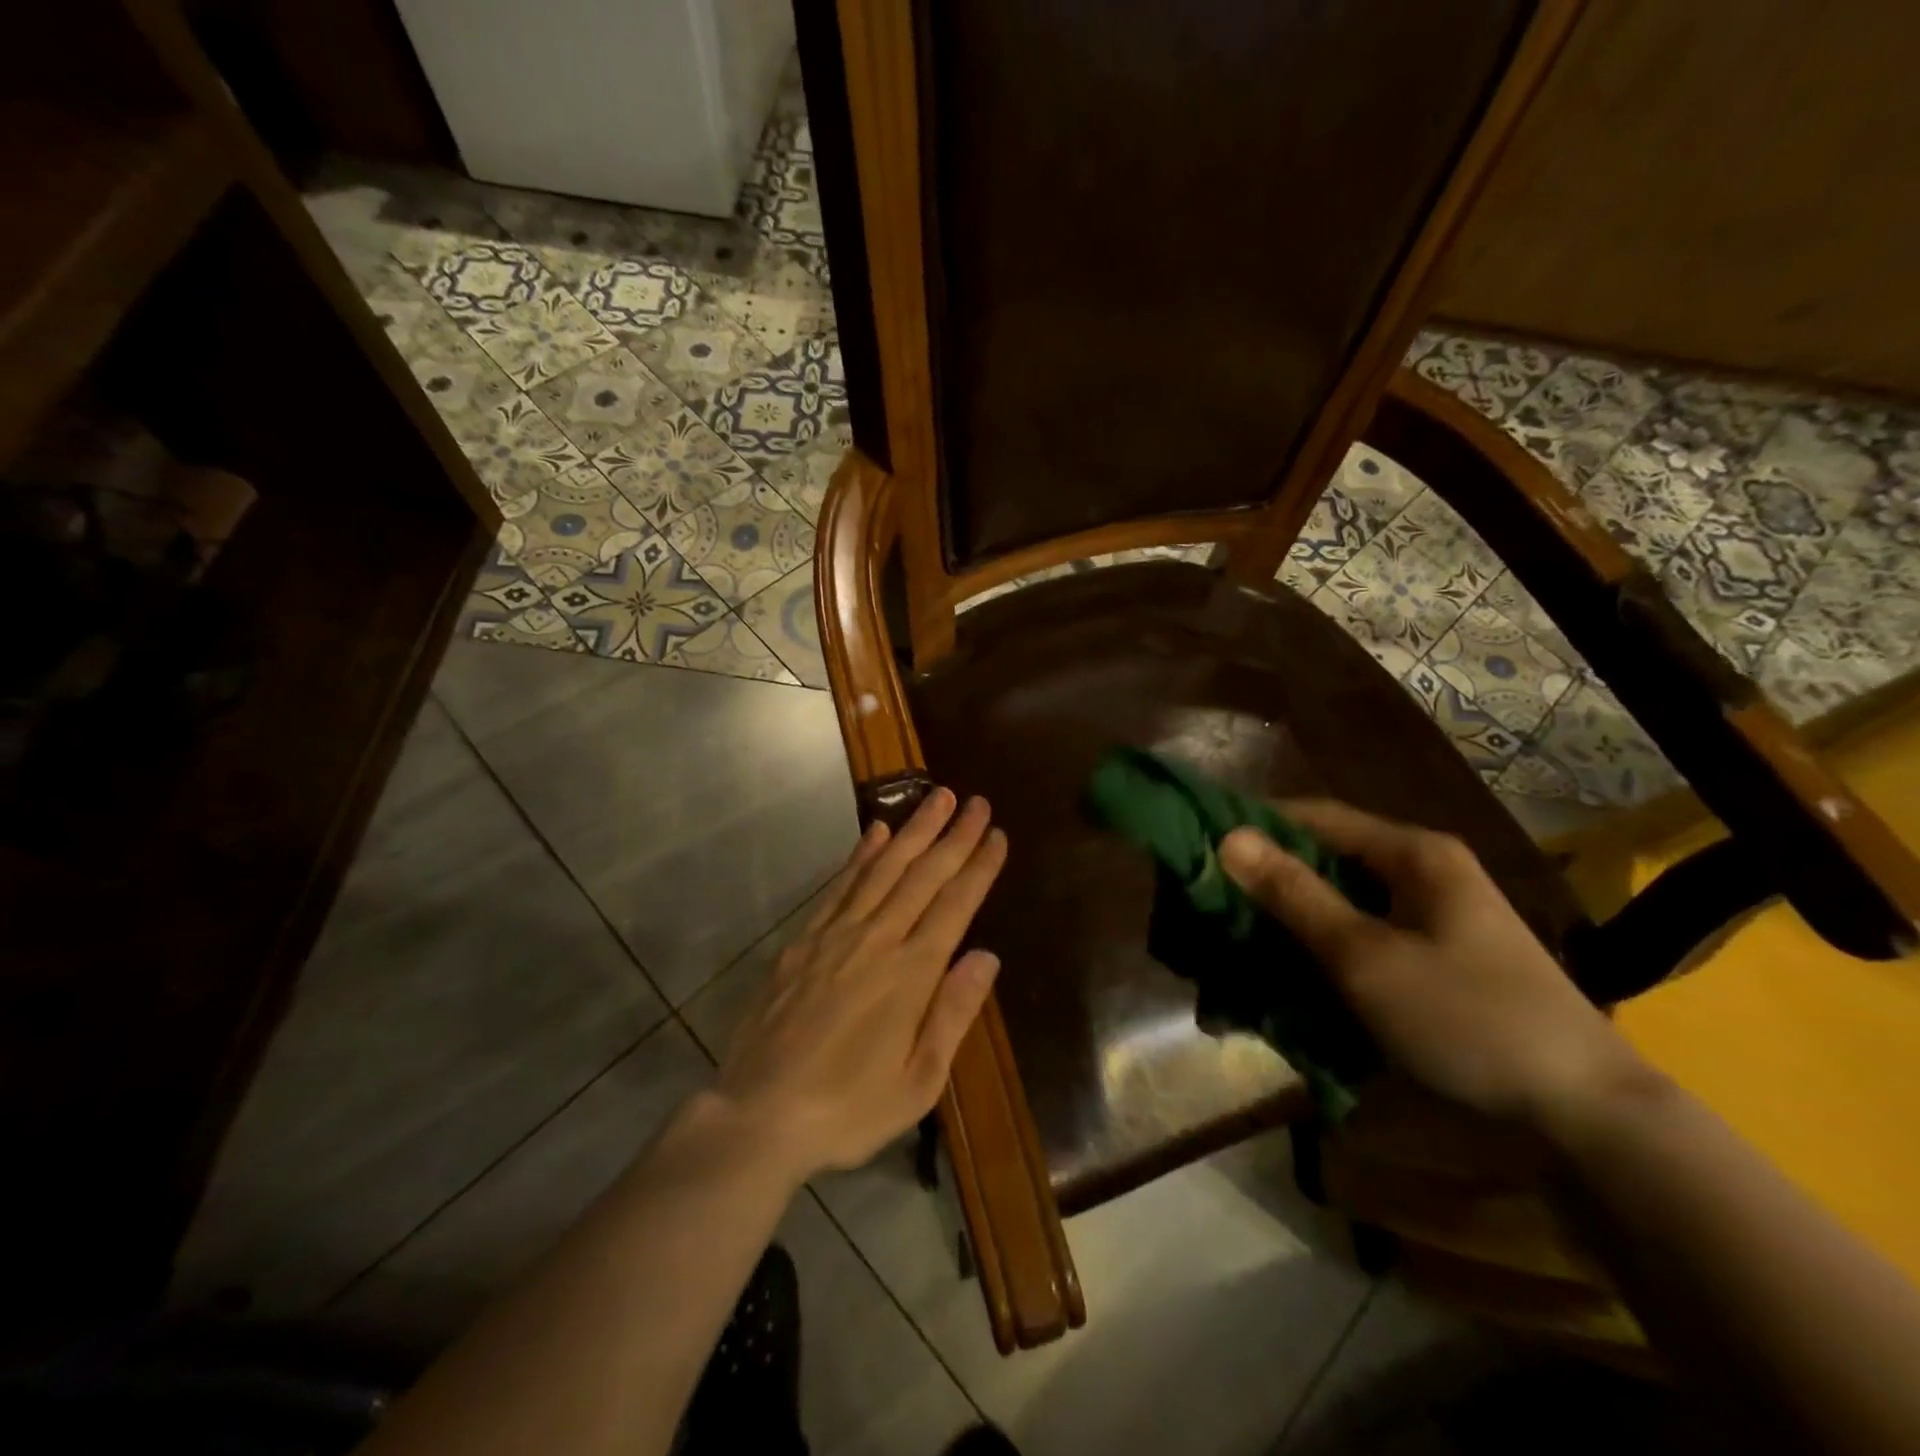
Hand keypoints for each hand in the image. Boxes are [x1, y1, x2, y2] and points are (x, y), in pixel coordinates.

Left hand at [715, 788, 1007, 1180]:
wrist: (758, 1115)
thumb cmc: (848, 1109)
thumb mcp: (917, 1081)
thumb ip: (953, 1013)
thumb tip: (987, 956)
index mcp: (911, 974)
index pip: (955, 905)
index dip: (978, 867)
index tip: (996, 834)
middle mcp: (877, 939)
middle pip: (923, 874)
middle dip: (953, 835)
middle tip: (975, 801)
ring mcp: (835, 934)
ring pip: (883, 868)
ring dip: (913, 830)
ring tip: (936, 798)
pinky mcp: (803, 939)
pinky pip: (840, 885)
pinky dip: (861, 854)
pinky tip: (875, 832)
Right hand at [1220, 800, 1647, 1128]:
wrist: (1585, 1111)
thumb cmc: (1468, 1018)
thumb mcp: (1366, 956)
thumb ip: (1294, 895)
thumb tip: (1228, 837)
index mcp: (1413, 853)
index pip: (1315, 816)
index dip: (1256, 825)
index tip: (1201, 846)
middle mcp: (1422, 871)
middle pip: (1327, 857)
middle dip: (1269, 879)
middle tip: (1212, 902)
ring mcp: (1432, 914)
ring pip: (1341, 899)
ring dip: (1292, 917)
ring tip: (1238, 938)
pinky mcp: (1435, 954)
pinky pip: (1362, 933)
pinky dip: (1323, 945)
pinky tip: (1290, 970)